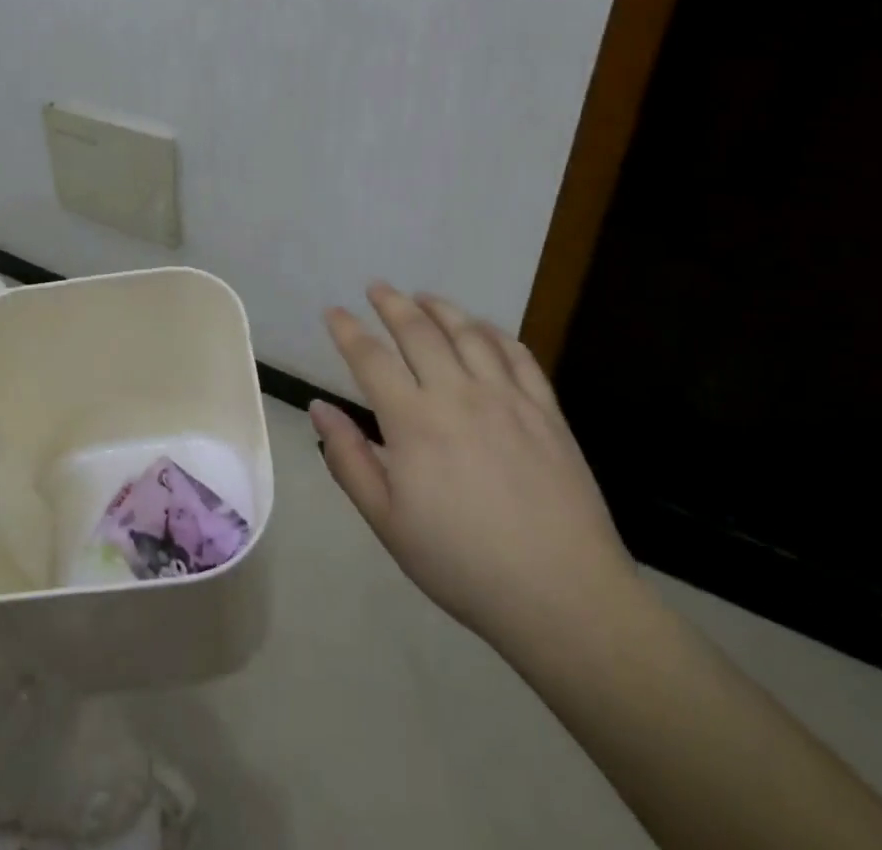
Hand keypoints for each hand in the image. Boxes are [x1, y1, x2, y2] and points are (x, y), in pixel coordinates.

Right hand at [310, 284, 635, 660]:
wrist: (562, 595)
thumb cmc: (462, 563)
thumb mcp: (387, 522)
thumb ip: (349, 459)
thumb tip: (319, 408)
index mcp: (413, 422)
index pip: (370, 358)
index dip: (347, 330)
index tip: (332, 311)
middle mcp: (457, 394)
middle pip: (418, 331)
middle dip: (392, 303)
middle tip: (376, 287)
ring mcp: (507, 397)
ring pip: (468, 332)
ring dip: (440, 307)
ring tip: (423, 296)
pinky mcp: (546, 410)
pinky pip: (518, 354)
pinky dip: (495, 332)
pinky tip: (483, 328)